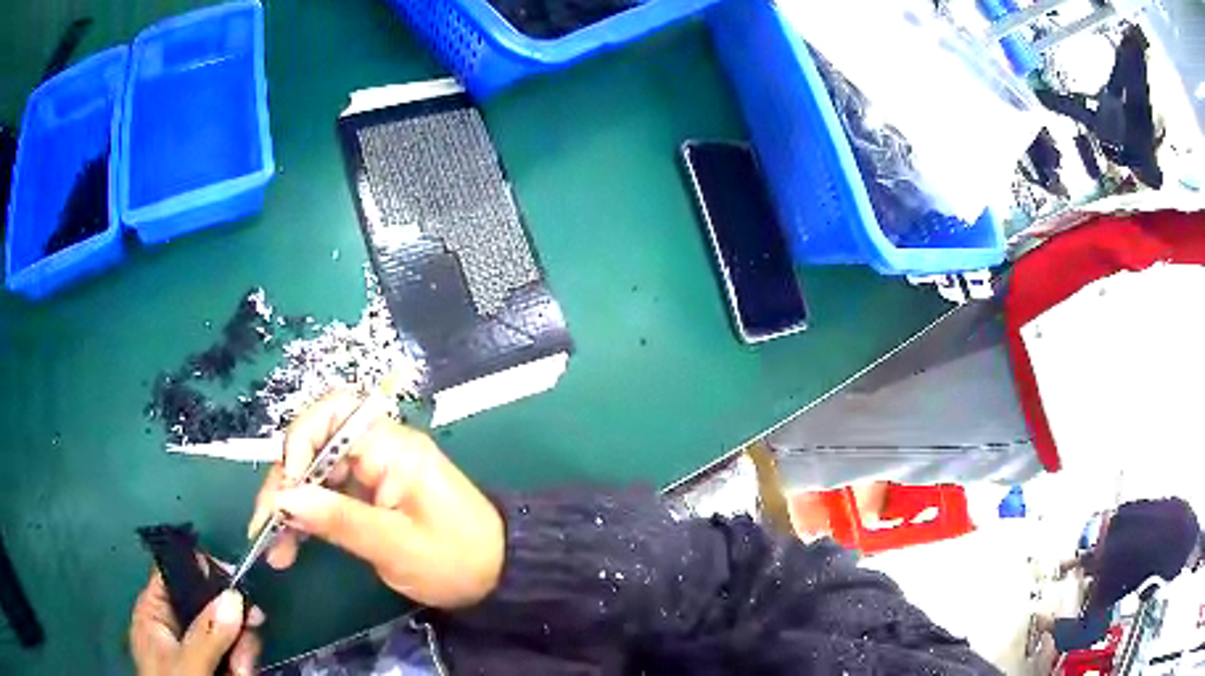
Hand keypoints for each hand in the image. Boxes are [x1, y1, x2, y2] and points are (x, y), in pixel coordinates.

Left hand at [130, 566, 262, 675]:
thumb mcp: (187, 664)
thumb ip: (206, 633)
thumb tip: (234, 596)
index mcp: (154, 612)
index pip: (175, 573)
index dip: (204, 570)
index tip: (238, 583)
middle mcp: (174, 626)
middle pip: (209, 605)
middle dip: (233, 627)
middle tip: (245, 650)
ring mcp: (195, 649)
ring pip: (226, 632)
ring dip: (242, 651)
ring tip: (242, 673)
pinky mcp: (213, 668)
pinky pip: (233, 655)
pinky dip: (243, 665)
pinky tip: (242, 675)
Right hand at [248, 391, 504, 608]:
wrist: (499, 575)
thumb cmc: (455, 560)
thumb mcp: (395, 546)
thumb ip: (338, 520)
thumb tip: (283, 499)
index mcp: (392, 447)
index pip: (334, 413)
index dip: (301, 440)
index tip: (287, 485)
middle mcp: (379, 450)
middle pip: (315, 445)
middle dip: (285, 482)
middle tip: (264, 526)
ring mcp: (373, 472)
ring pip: (316, 473)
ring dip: (290, 504)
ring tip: (272, 545)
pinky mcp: (370, 495)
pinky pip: (328, 495)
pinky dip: (307, 516)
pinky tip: (291, 543)